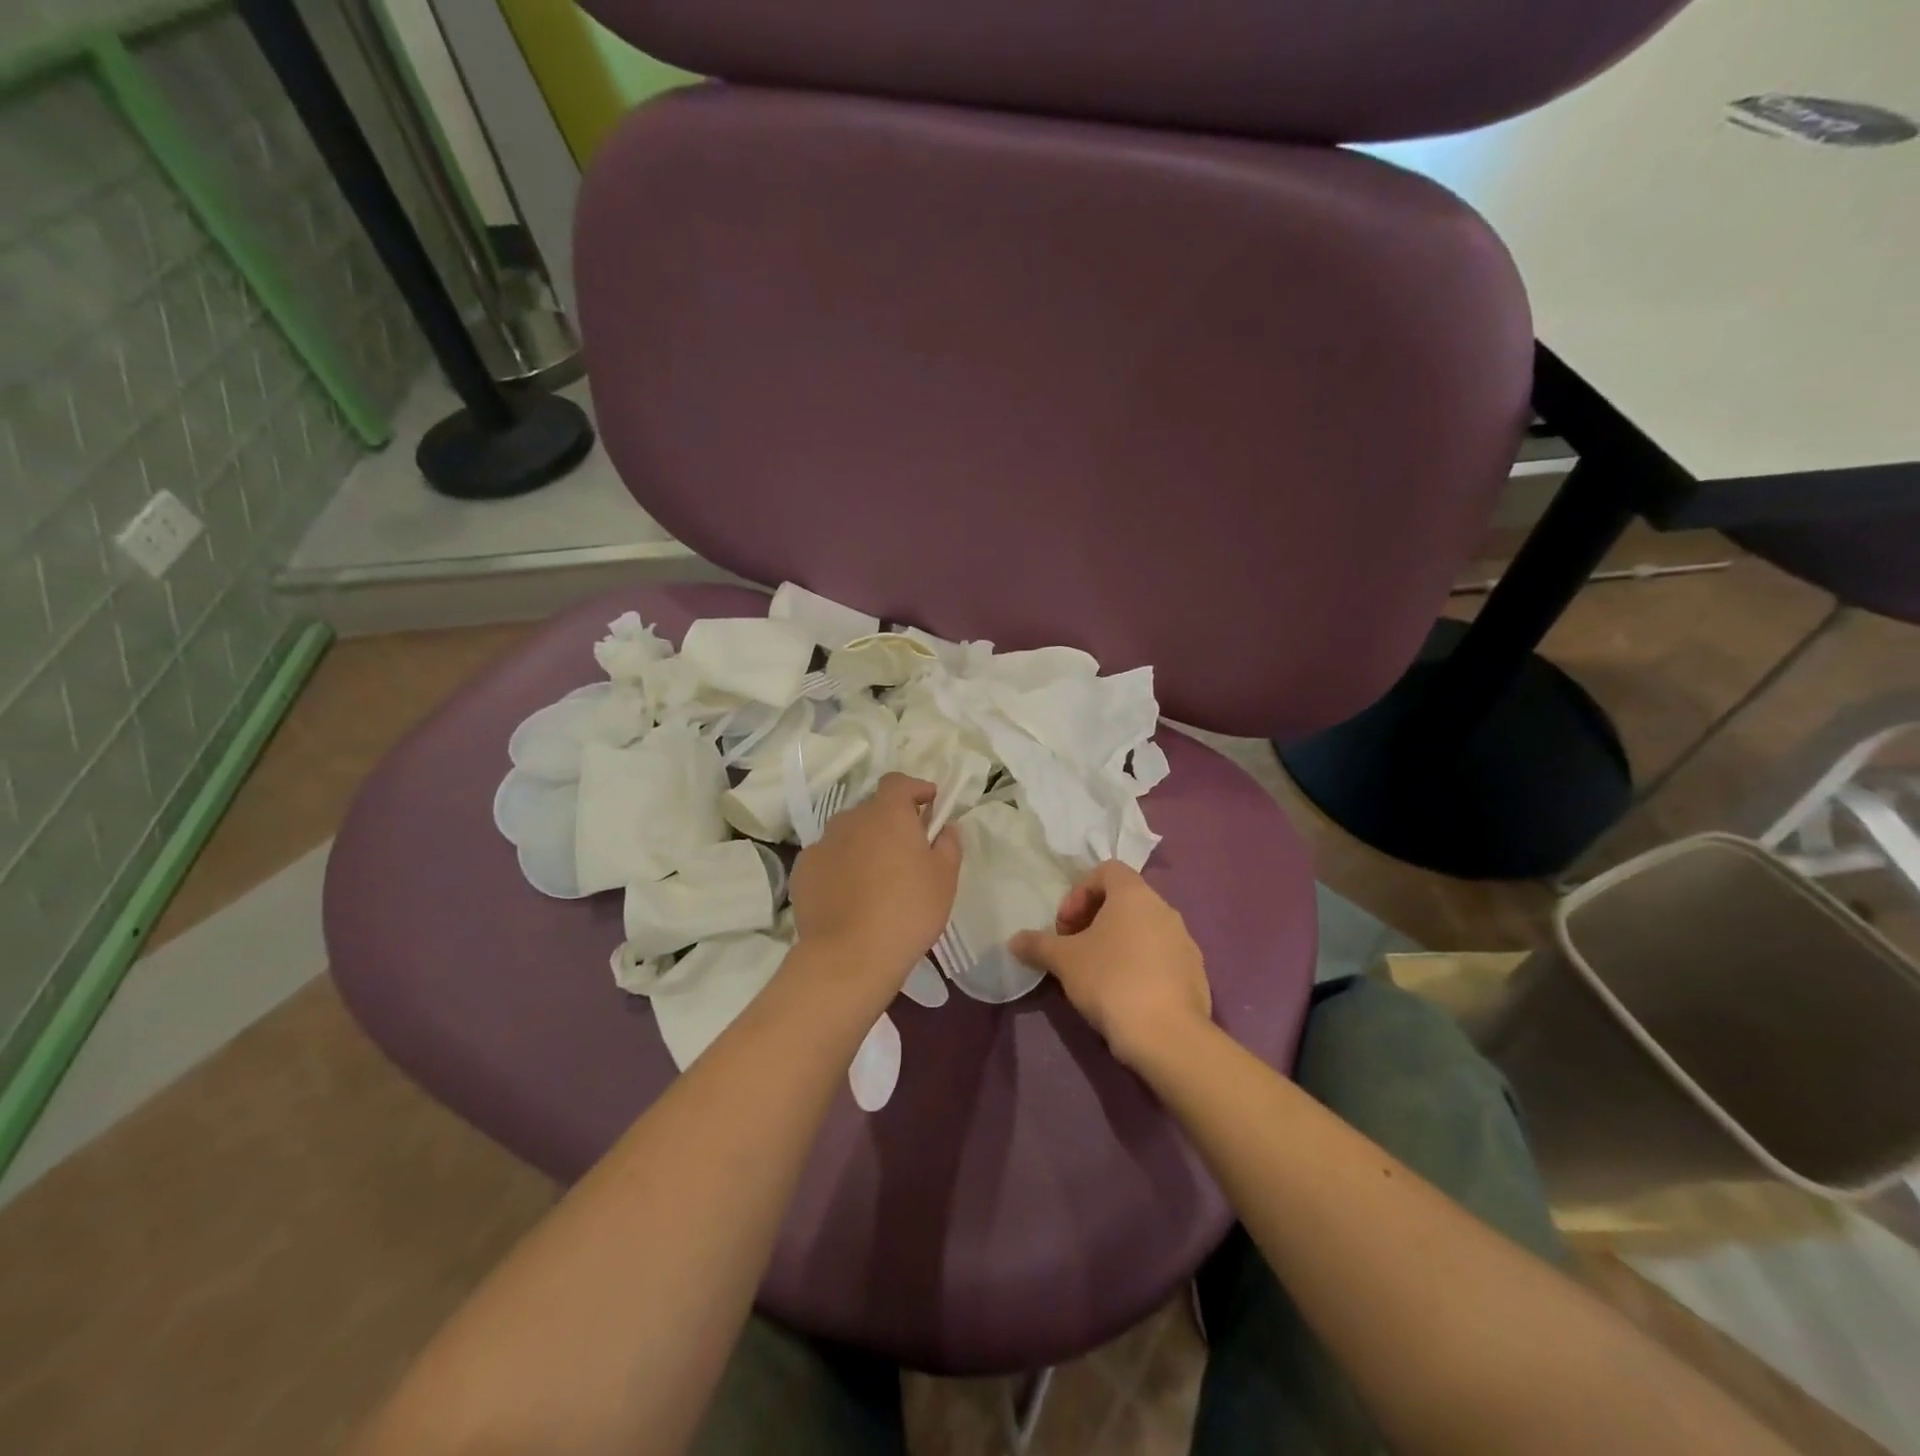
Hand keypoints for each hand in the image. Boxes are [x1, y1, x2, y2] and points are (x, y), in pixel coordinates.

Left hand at [789, 773, 960, 992]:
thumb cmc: (907, 911)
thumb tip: (945, 826)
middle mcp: (850, 819)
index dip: (915, 789)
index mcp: (887, 813)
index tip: (930, 804)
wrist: (848, 957)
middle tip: (907, 852)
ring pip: (848, 834)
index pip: (898, 782)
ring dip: (864, 845)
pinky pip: (828, 859)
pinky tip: (850, 896)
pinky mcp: (802, 871)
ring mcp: (821, 844)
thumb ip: (948, 844)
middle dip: (891, 822)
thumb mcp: (945, 878)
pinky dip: (841, 867)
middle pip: (872, 810)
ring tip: (877, 878)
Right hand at [1010, 862, 1211, 1069]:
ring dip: (1118, 943)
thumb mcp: (1064, 961)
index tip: (1065, 926)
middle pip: (1125, 901)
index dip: (1079, 893)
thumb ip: (1037, 945)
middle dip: (1095, 920)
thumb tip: (1014, 941)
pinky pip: (1161, 957)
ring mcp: (1184, 942)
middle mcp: (1164, 909)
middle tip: (1074, 950)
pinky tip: (1124, 996)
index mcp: (1135, 894)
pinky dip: (1140, 965)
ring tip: (1097, 975)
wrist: (1167, 1036)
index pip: (1106, 871)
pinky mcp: (1195, 974)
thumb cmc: (1111, 981)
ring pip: (1144, 930)